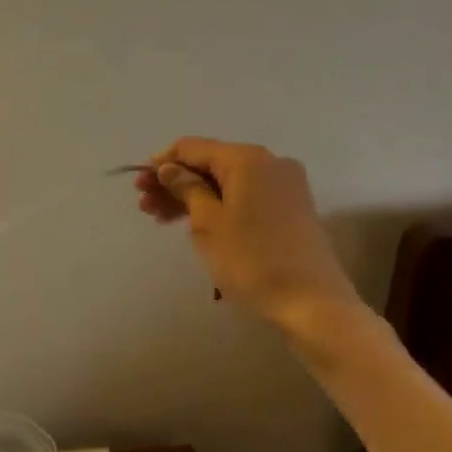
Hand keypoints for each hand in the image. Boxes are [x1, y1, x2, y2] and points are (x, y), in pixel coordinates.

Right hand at [135, 138, 363, 335]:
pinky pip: (245, 196)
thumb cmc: (252, 260)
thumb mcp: (208, 223)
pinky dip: (218, 205)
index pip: (193, 147)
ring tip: (161, 218)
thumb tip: (169, 168)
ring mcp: (284, 186)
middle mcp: (270, 163)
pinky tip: (195, 223)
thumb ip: (186, 188)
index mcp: (247, 159)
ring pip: (227, 182)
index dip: (163, 161)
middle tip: (144, 204)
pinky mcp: (291, 209)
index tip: (139, 183)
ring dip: (193, 196)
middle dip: (175, 181)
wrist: (312, 304)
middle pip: (211, 163)